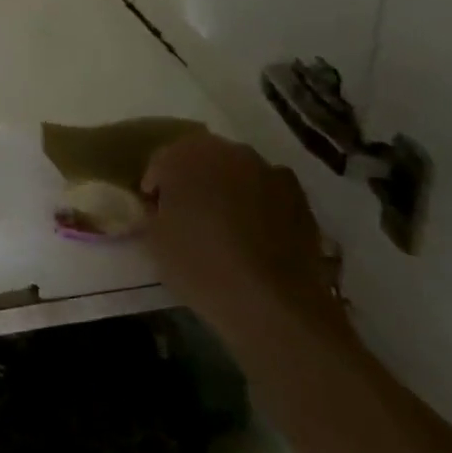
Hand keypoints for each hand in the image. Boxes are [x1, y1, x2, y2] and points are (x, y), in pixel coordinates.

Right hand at [140, 132, 346, 349]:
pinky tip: (255, 234)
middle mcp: (227, 151)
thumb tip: (159, 206)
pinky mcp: (299, 197)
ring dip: (227, 188)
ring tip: (224, 225)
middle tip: (187, 214)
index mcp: (184, 155)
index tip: (154, 212)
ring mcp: (268, 171)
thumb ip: (153, 211)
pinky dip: (259, 203)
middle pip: (201, 159)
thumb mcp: (154, 238)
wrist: (270, 301)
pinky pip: (267, 191)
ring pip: (237, 172)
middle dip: (192, 180)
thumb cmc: (198, 263)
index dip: (155, 187)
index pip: (160, 162)